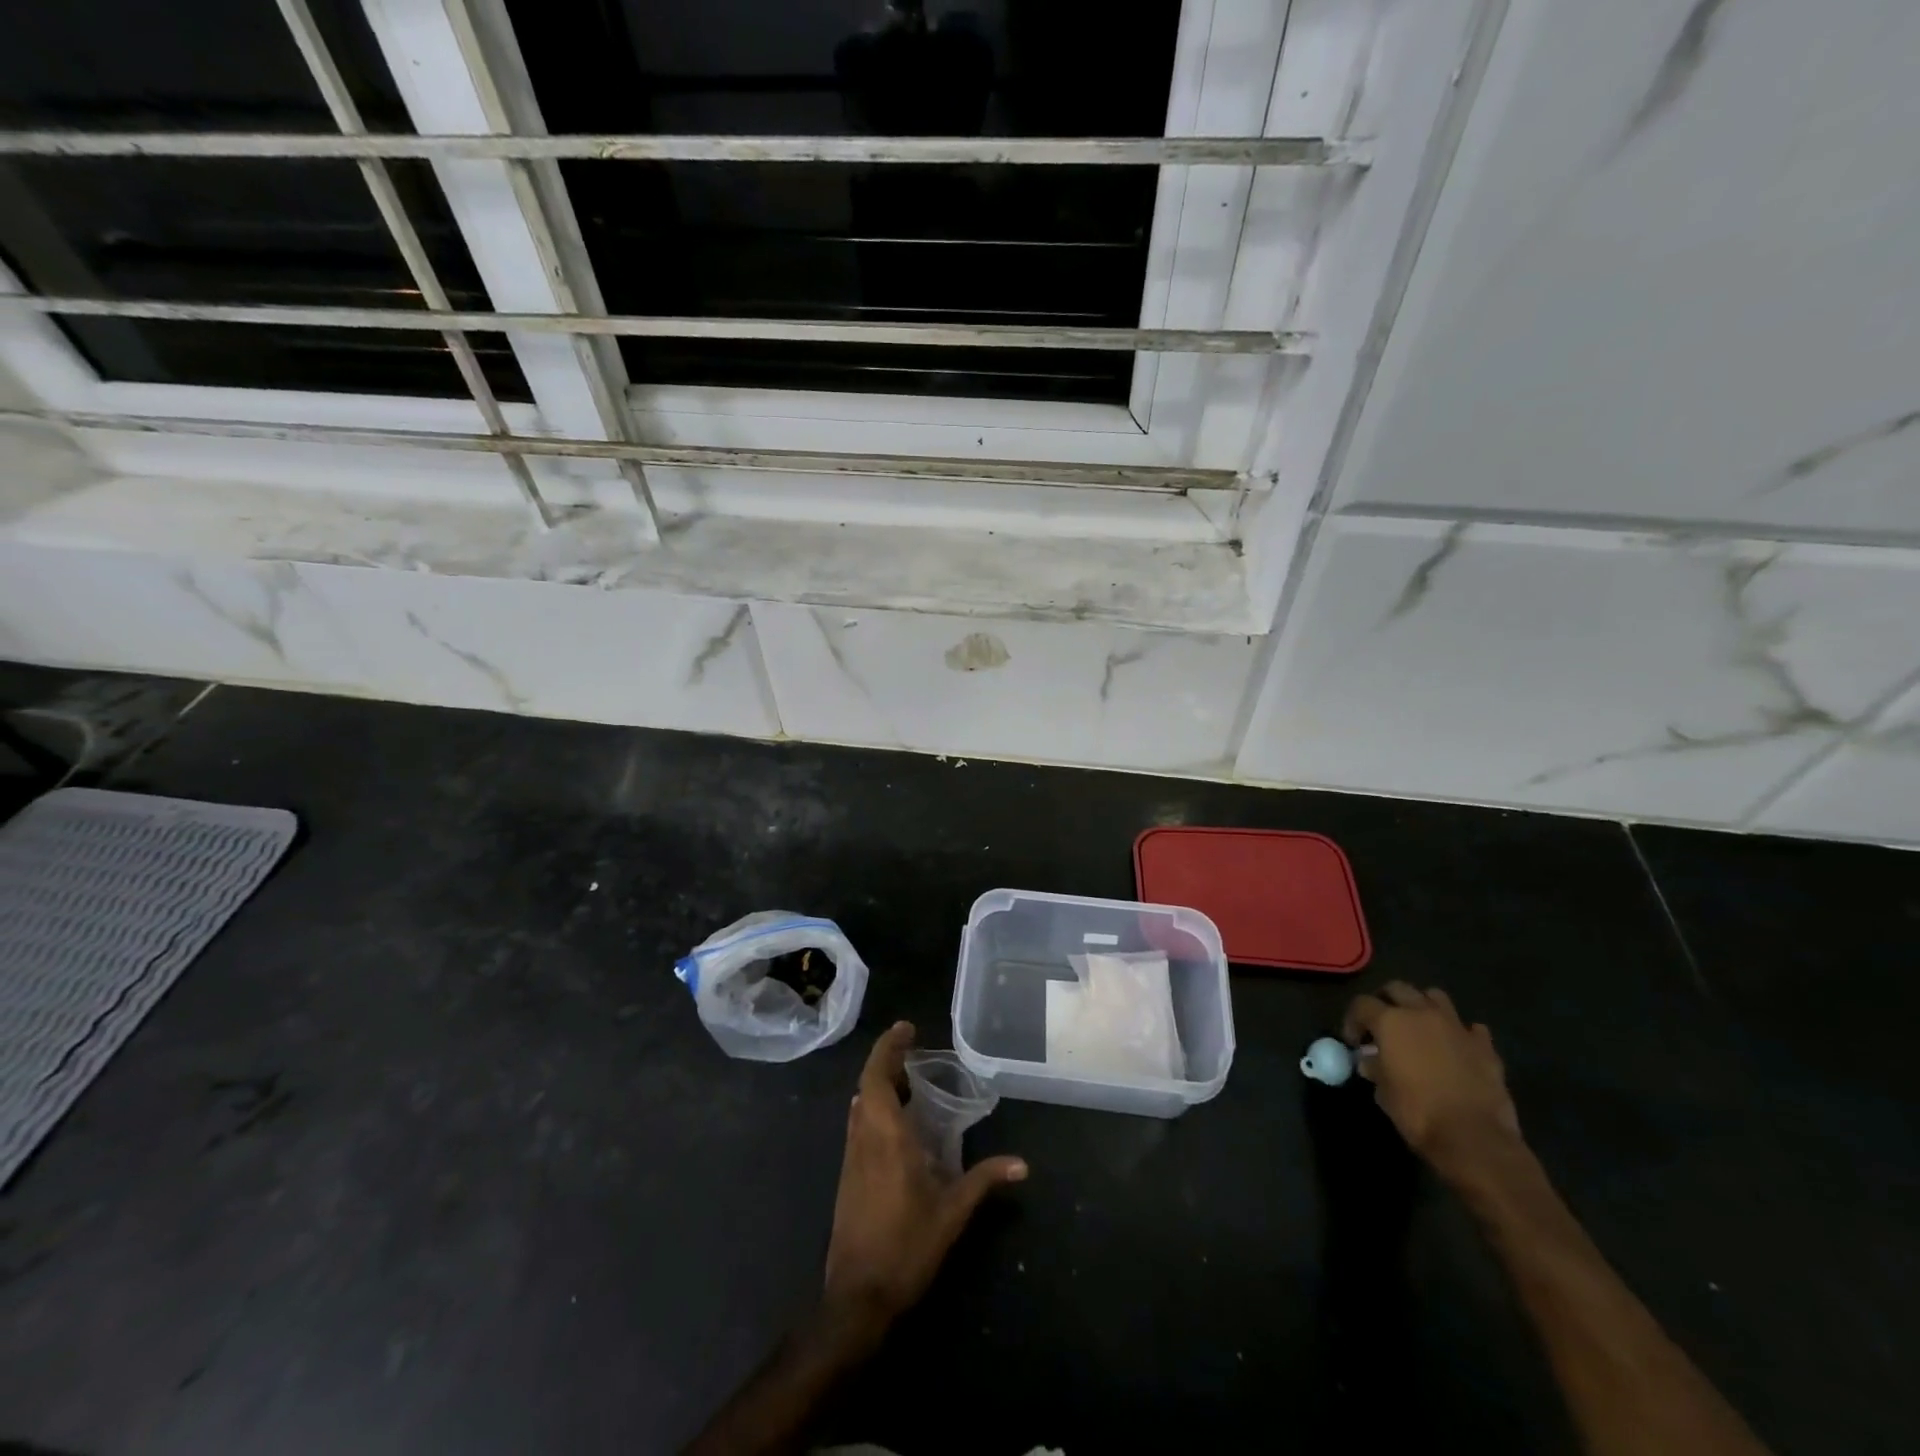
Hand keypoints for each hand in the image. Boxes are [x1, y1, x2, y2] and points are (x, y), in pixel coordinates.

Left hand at [822, 1022, 1026, 1332]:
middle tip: (915, 1051)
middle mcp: (863, 1138)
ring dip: (879, 1084)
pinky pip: (859, 1125)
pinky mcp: (847, 1176)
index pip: (877, 1075)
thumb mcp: (952, 1213)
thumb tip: (1022, 1164)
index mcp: (885, 1136)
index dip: (889, 1047)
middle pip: (867, 1084)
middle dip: (887, 1061)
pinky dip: (875, 1108)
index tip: (907, 1028)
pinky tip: (897, 1122)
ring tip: (909, 1079)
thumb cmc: (906, 1248)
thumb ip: (984, 1180)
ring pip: (860, 1105)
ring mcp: (851, 1157)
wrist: (856, 1298)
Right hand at [1344, 982, 1522, 1184]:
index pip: (1362, 1004)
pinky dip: (1460, 1033)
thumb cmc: (1418, 1113)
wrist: (1474, 1139)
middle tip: (1382, 1024)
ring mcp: (1457, 1027)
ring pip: (1435, 996)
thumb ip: (1375, 1068)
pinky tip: (1456, 1048)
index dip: (1353, 1020)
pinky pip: (1470, 1028)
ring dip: (1423, 1006)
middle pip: (1397, 988)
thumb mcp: (1383, 1092)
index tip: (1354, 1041)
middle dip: (1385, 1001)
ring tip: (1419, 1027)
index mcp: (1390, 1021)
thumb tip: (1370, 1060)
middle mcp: (1422, 1014)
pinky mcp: (1485, 1046)